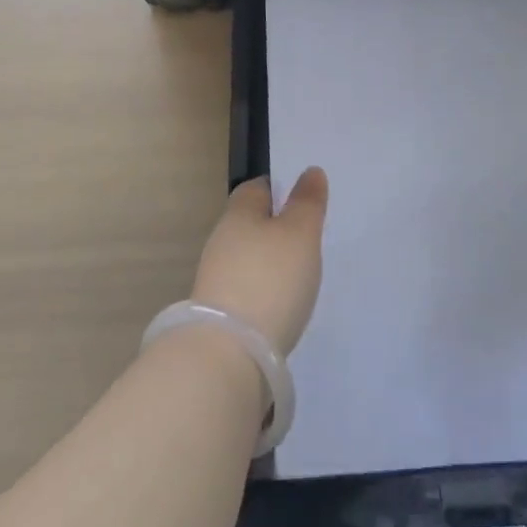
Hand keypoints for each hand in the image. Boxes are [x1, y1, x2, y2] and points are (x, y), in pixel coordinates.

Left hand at [191, 168, 328, 355]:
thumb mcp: (300, 233)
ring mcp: (216, 279)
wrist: (228, 355)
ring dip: (269, 262)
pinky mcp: (218, 314)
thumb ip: (307, 202)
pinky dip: (263, 291)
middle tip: (308, 236)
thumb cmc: (270, 279)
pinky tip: (282, 304)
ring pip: (248, 258)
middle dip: (275, 227)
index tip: (302, 198)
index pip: (256, 188)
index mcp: (238, 214)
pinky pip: (246, 289)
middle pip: (250, 223)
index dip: (279, 188)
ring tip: (300, 273)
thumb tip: (310, 171)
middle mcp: (221, 241)